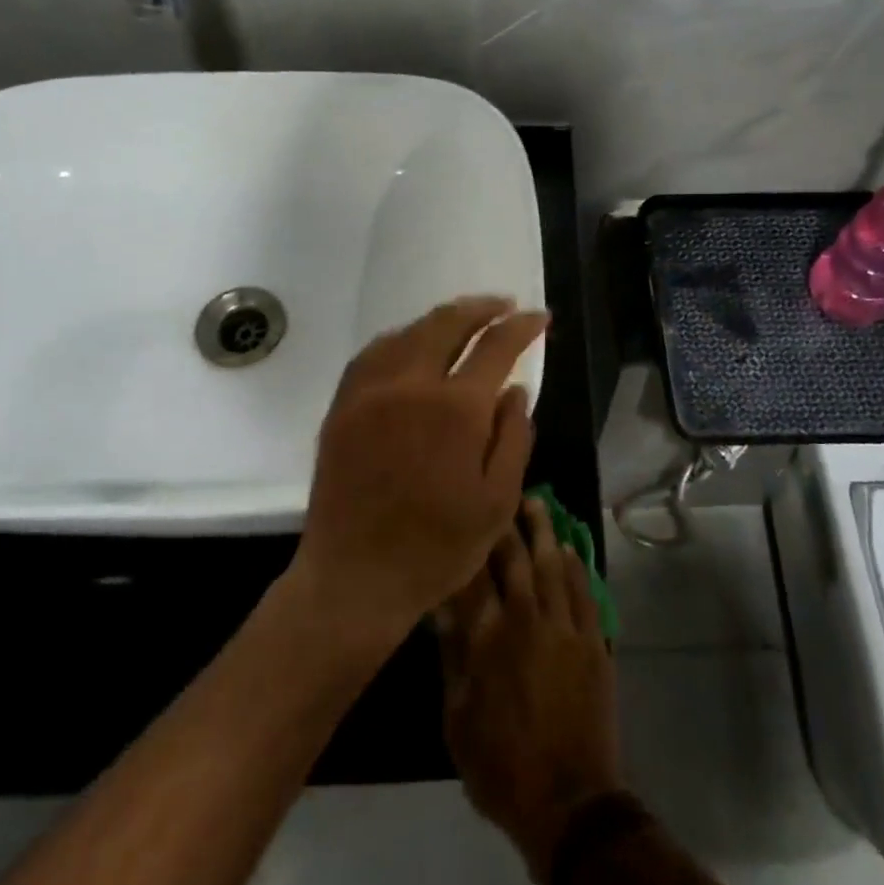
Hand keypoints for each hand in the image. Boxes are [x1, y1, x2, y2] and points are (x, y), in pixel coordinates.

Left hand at [291, 296, 548, 652]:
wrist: (355, 578)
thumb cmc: (438, 548)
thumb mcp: (498, 502)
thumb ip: (514, 437)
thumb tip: (516, 390)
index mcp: (456, 409)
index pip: (497, 346)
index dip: (523, 327)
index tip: (540, 319)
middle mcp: (411, 385)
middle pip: (448, 323)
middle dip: (482, 308)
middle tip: (504, 306)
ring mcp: (370, 391)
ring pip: (409, 332)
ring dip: (442, 319)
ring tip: (465, 320)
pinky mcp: (343, 406)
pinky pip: (374, 353)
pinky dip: (402, 338)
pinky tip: (413, 345)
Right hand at [439, 498, 623, 884]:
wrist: (569, 803)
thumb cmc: (500, 767)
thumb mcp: (457, 718)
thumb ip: (452, 656)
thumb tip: (439, 608)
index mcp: (488, 639)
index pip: (472, 577)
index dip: (466, 544)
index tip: (459, 515)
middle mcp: (528, 620)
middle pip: (515, 560)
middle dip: (505, 525)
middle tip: (500, 494)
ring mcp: (566, 628)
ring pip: (554, 565)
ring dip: (544, 532)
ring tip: (536, 504)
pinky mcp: (594, 642)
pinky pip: (585, 592)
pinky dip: (577, 567)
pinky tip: (570, 550)